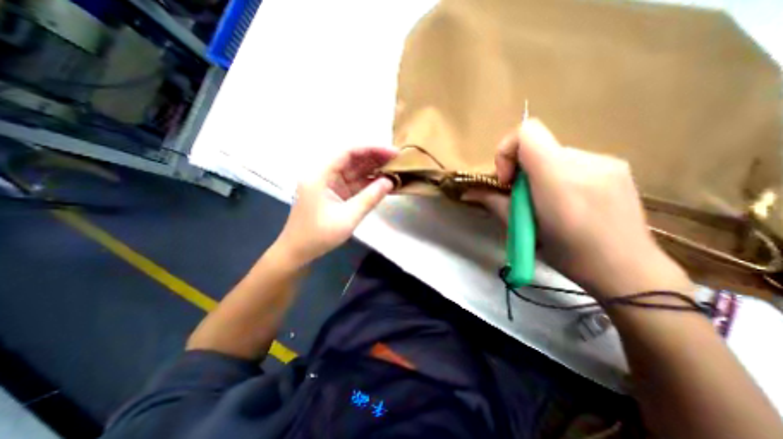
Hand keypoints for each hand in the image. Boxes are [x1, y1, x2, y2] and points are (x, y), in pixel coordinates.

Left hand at [275, 146, 398, 263]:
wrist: (298, 251)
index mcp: (320, 174)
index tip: (393, 152)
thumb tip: (389, 181)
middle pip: (352, 159)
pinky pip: (354, 183)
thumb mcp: (347, 218)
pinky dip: (368, 183)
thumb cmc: (319, 235)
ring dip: (374, 170)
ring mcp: (330, 184)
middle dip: (375, 158)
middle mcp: (324, 174)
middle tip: (398, 160)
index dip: (372, 149)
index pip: (348, 152)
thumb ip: (369, 198)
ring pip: (354, 171)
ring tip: (395, 170)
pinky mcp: (335, 193)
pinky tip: (384, 182)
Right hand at [463, 118, 690, 299]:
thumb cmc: (568, 254)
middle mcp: (585, 161)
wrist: (628, 271)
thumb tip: (468, 193)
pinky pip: (573, 161)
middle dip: (521, 169)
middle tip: (522, 198)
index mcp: (558, 178)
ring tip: (547, 202)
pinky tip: (567, 201)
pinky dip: (559, 175)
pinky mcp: (617, 166)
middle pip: (538, 146)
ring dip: (540, 173)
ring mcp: (606, 161)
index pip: (527, 133)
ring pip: (554, 155)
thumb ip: (494, 203)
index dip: (507, 151)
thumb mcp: (523, 229)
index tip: (507, 180)